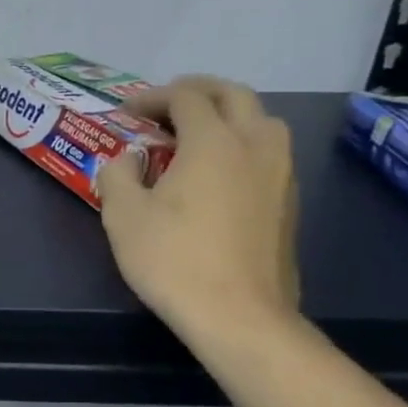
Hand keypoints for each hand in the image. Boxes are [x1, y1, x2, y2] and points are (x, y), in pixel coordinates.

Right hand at [96, 76, 299, 337]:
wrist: (238, 315)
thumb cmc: (173, 260)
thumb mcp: (123, 215)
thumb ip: (118, 174)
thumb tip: (128, 159)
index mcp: (213, 141)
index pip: (186, 97)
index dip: (154, 97)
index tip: (127, 111)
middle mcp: (255, 145)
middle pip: (234, 95)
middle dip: (198, 91)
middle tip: (167, 105)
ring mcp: (280, 173)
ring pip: (261, 120)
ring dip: (228, 114)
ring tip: (197, 134)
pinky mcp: (289, 201)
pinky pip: (268, 151)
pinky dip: (242, 143)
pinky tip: (220, 171)